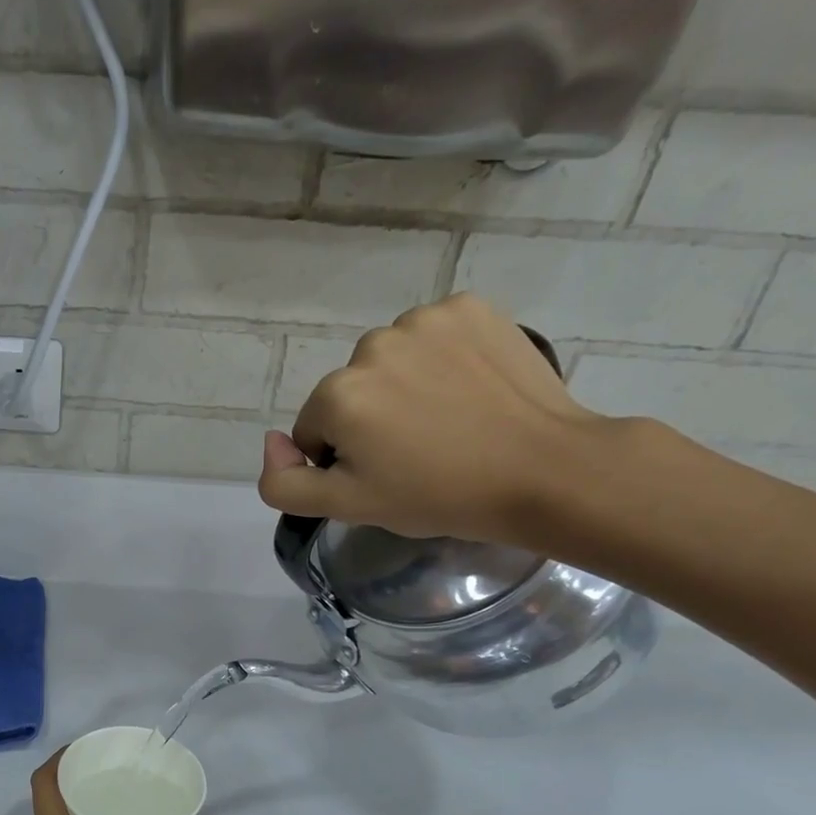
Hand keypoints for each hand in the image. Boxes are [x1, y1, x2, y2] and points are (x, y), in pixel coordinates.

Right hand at [257, 293, 607, 546]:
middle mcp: (371, 345)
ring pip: (389, 361)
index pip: (316, 430)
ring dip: (403, 385)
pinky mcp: (469, 307)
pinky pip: (431, 335)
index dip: (345, 459)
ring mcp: (424, 319)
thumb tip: (272, 442)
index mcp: (338, 395)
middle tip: (418, 451)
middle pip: (350, 391)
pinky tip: (467, 386)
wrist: (544, 470)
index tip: (386, 475)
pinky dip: (440, 357)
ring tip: (447, 418)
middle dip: (371, 418)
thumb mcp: (349, 507)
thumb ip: (284, 482)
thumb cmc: (439, 495)